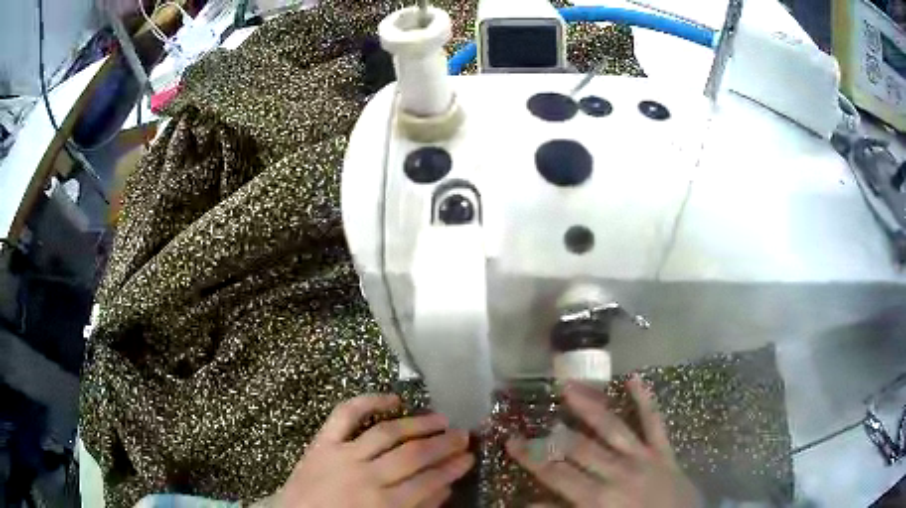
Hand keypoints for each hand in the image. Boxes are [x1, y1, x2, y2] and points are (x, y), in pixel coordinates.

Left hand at [277, 394, 473, 507]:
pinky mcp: (322, 442)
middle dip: (443, 444)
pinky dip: (368, 402)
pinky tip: (393, 399)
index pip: (428, 482)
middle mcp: (365, 476)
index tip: (470, 457)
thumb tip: (445, 488)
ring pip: (387, 433)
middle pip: (413, 455)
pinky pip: (345, 415)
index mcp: (382, 504)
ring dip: (418, 424)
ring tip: (441, 419)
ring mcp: (342, 455)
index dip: (453, 468)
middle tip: (464, 435)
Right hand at [506, 375, 701, 507]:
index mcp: (600, 497)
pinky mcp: (664, 451)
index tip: (511, 441)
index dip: (532, 457)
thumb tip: (530, 503)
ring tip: (569, 386)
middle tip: (532, 414)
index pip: (557, 474)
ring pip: (613, 427)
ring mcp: (644, 457)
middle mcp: (619, 471)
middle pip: (579, 447)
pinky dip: (645, 400)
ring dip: (590, 406)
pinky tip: (635, 378)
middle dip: (552, 433)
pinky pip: (655, 422)